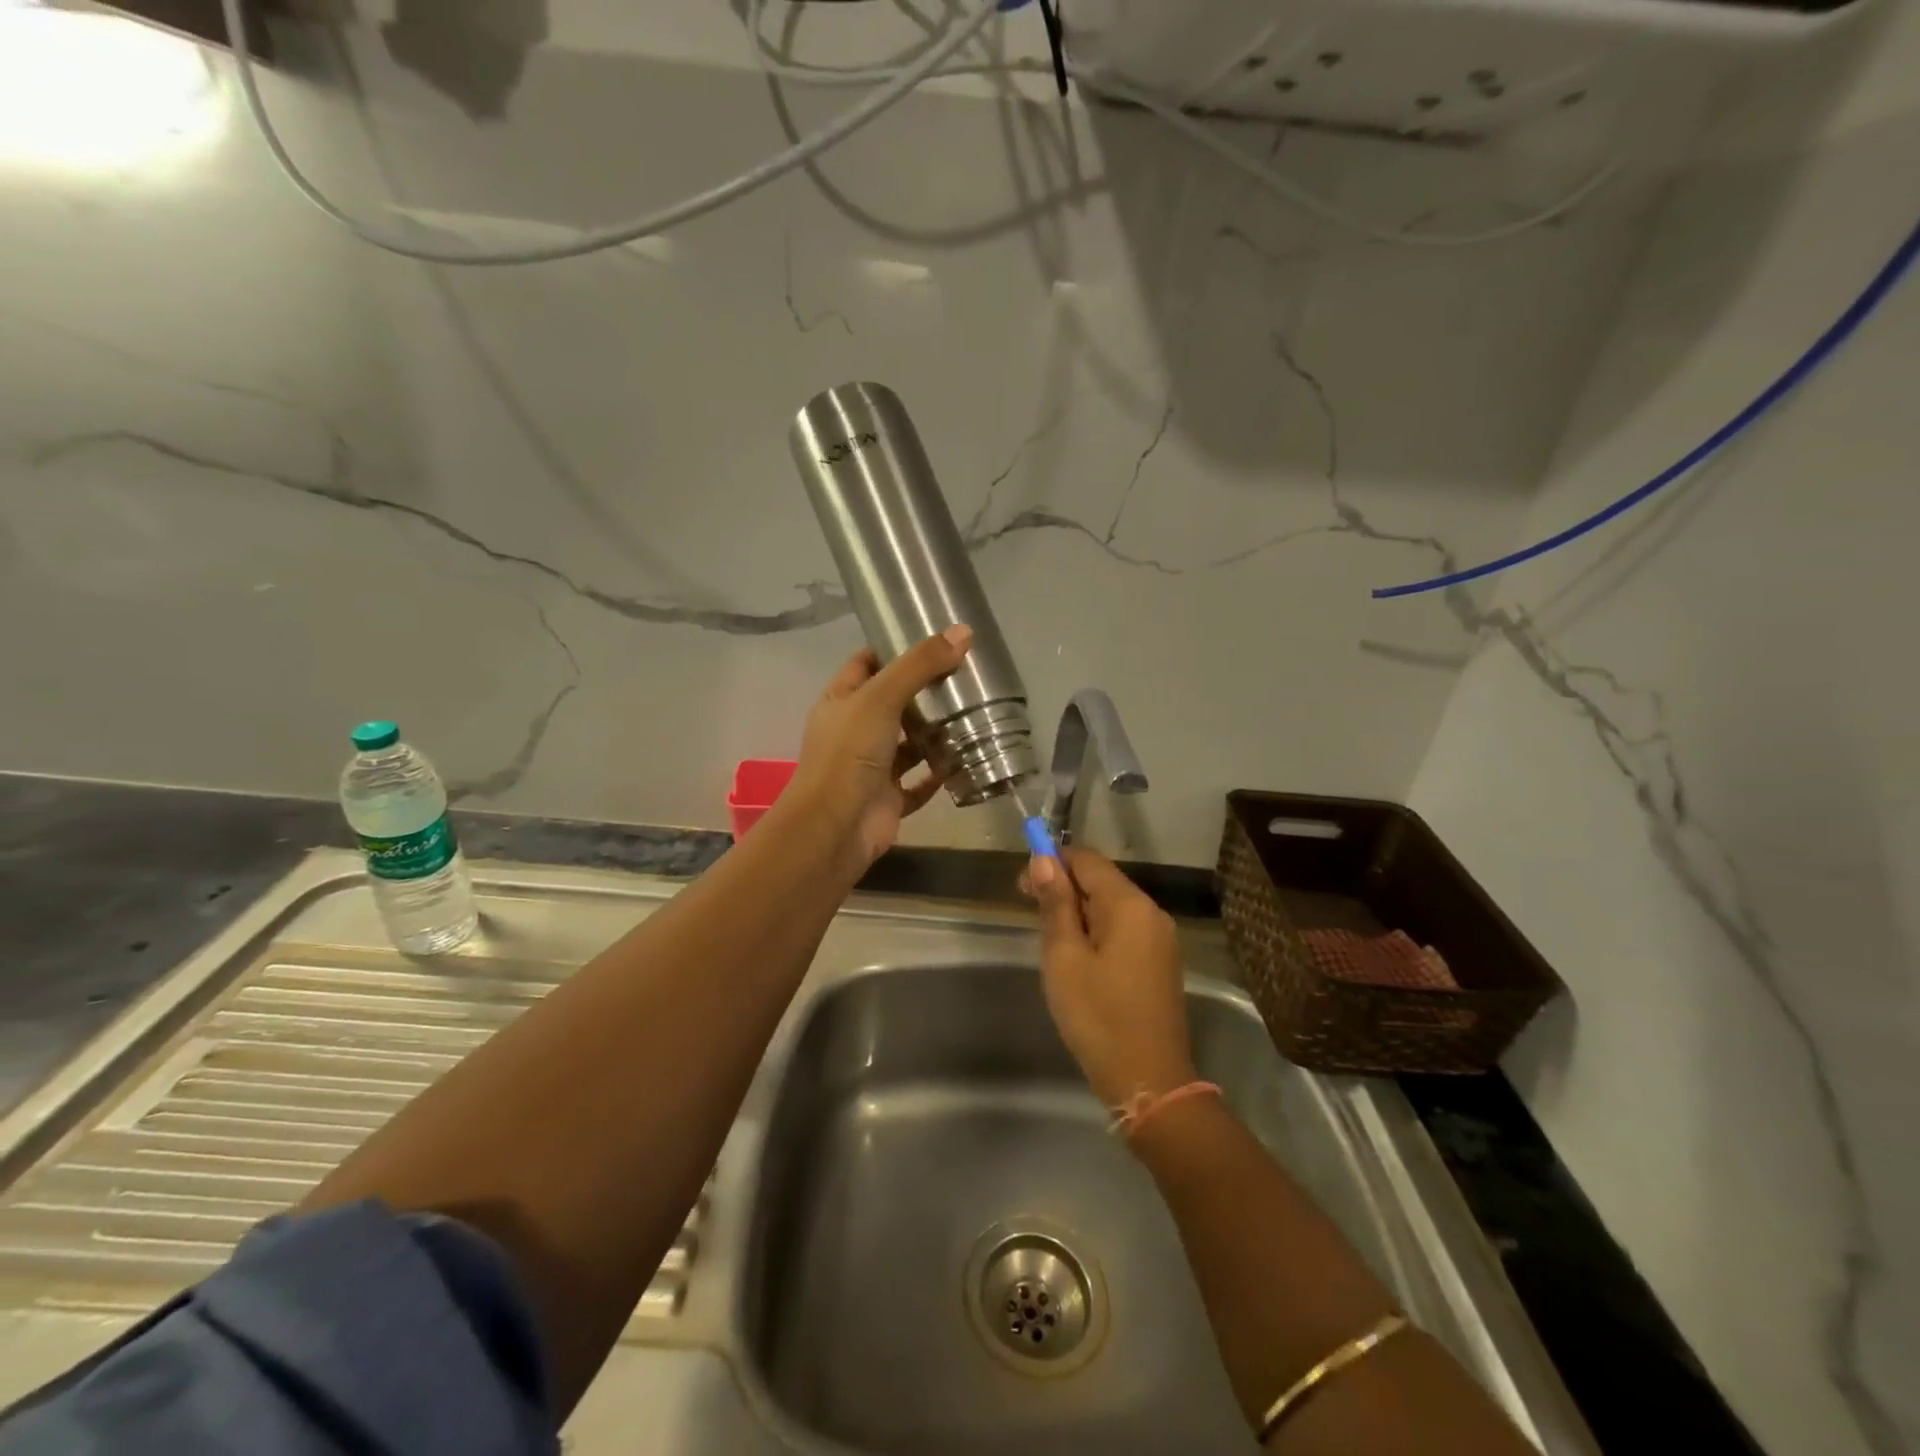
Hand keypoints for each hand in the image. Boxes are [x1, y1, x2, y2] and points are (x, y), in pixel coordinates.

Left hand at [783, 625, 971, 874]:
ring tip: (974, 714)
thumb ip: (919, 665)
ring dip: (935, 733)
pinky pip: (919, 782)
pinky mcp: (889, 798)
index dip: (895, 649)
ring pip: (908, 743)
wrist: (835, 828)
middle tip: (966, 675)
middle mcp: (854, 731)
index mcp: (841, 701)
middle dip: (925, 691)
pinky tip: (965, 761)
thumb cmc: (849, 754)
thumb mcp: (881, 698)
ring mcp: (872, 766)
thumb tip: (963, 632)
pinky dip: (939, 773)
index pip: (867, 663)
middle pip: (893, 702)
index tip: (934, 640)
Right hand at [1026, 847, 1196, 1107]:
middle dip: (1063, 887)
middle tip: (1029, 912)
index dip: (1052, 861)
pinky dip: (1096, 930)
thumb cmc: (1098, 1016)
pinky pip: (1123, 929)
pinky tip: (1077, 955)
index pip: (1087, 860)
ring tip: (1049, 938)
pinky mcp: (1159, 962)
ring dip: (1078, 910)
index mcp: (1129, 905)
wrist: (1148, 1081)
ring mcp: (1160, 938)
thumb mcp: (1064, 957)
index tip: (1022, 884)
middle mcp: (1151, 912)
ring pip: (1111, 906)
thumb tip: (1043, 859)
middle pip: (1101, 880)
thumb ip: (1055, 904)